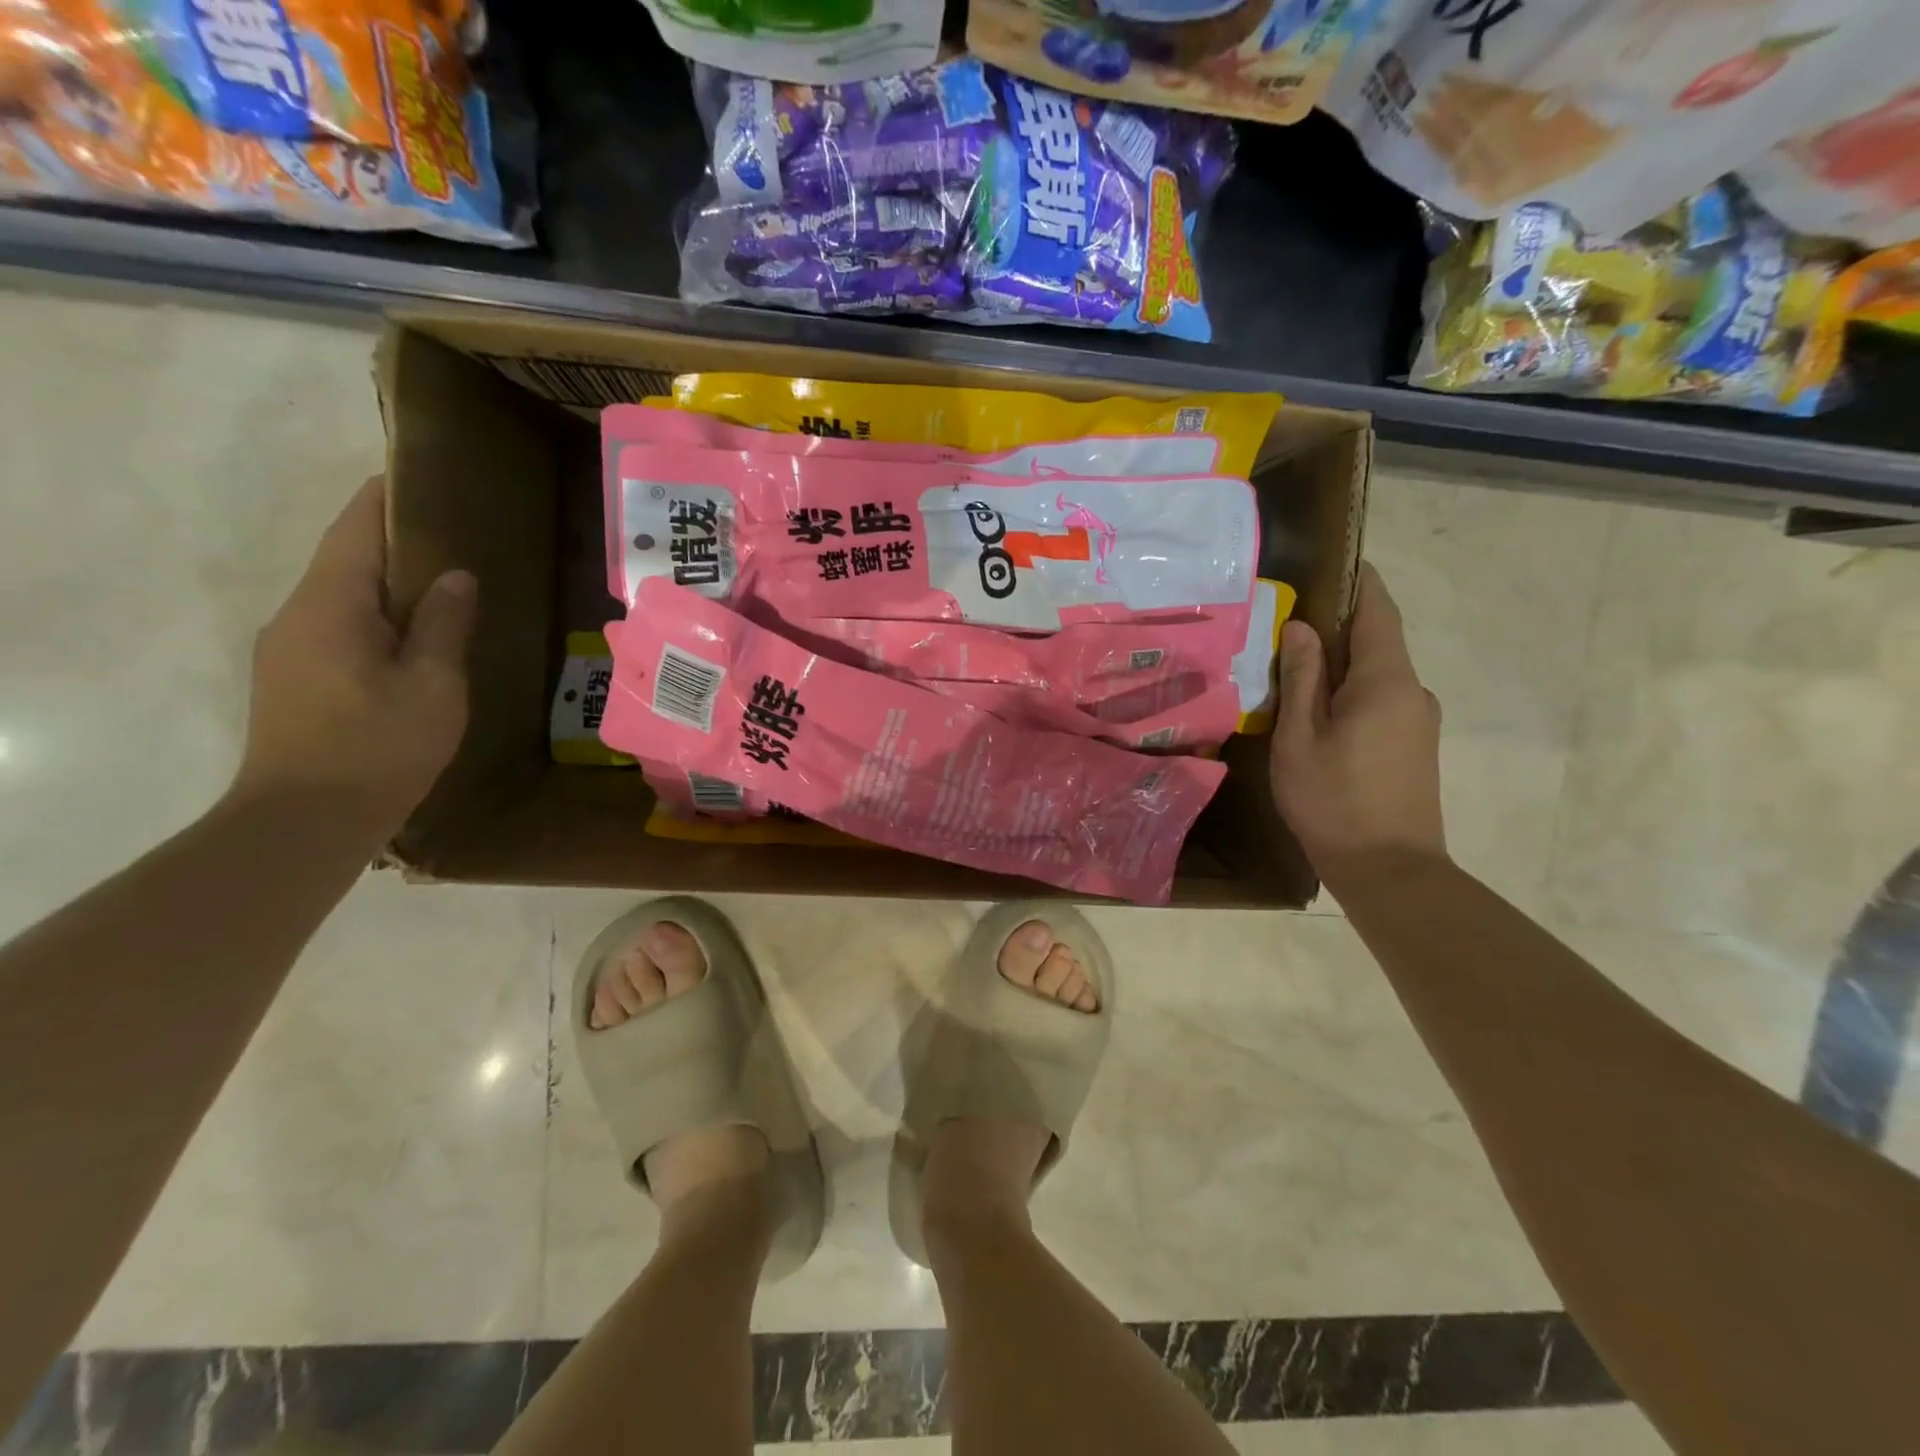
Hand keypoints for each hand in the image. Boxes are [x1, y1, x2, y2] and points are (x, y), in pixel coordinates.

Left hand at [230, 477, 477, 834]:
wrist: (306, 820)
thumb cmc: (379, 746)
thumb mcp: (432, 684)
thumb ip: (443, 624)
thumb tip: (454, 575)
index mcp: (329, 606)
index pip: (354, 532)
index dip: (383, 499)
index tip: (416, 475)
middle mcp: (297, 616)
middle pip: (345, 561)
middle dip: (392, 541)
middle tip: (451, 532)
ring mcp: (289, 649)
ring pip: (342, 598)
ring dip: (387, 584)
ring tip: (443, 583)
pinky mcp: (294, 679)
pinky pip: (338, 628)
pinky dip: (377, 617)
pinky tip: (414, 635)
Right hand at [1270, 563, 1445, 886]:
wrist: (1390, 869)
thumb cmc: (1333, 800)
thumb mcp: (1300, 737)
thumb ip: (1301, 678)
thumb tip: (1302, 626)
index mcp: (1386, 680)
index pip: (1376, 610)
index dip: (1357, 581)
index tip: (1329, 561)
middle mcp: (1412, 690)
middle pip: (1375, 641)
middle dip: (1334, 627)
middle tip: (1284, 625)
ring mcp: (1418, 720)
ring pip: (1375, 674)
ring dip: (1338, 666)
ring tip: (1289, 673)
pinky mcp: (1414, 745)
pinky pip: (1380, 700)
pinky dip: (1349, 693)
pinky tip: (1315, 714)